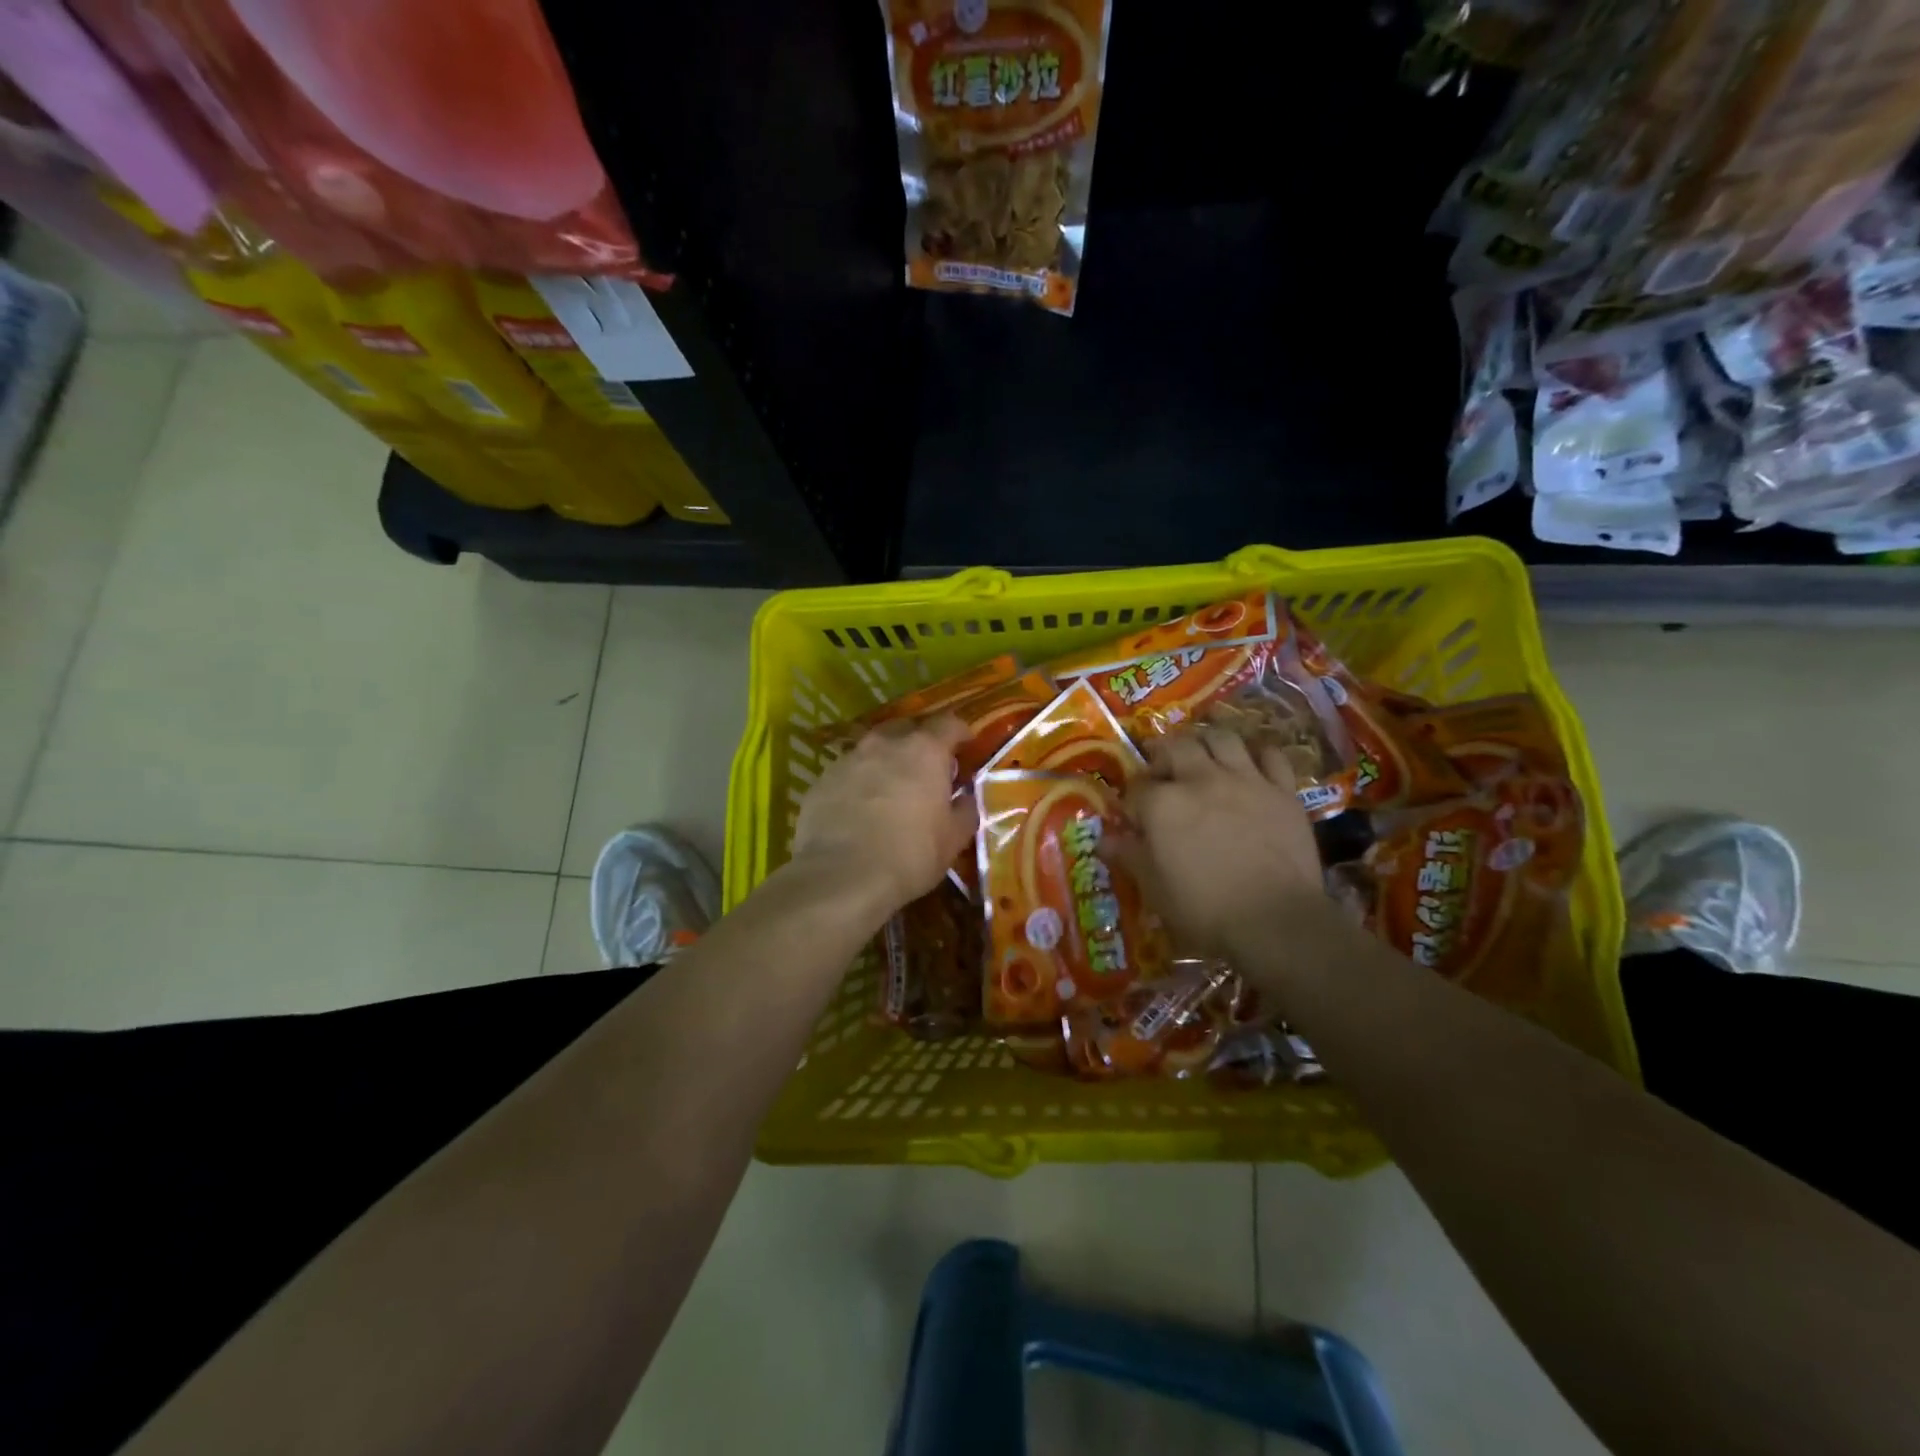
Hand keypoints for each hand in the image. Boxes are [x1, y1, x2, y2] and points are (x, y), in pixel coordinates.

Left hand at [789, 714, 977, 918]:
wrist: (841, 876)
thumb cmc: (910, 854)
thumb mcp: (953, 839)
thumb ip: (964, 810)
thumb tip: (964, 798)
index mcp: (924, 751)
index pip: (948, 724)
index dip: (960, 733)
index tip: (966, 745)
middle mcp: (885, 744)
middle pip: (906, 729)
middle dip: (919, 743)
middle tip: (927, 769)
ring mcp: (848, 759)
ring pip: (873, 750)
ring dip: (886, 762)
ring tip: (890, 789)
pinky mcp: (821, 780)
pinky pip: (847, 773)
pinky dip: (858, 783)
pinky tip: (859, 809)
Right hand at [1118, 726, 1323, 956]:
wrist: (1276, 920)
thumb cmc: (1204, 909)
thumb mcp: (1154, 888)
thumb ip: (1129, 856)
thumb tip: (1105, 839)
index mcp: (1163, 803)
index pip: (1137, 788)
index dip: (1132, 799)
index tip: (1133, 814)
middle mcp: (1201, 779)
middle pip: (1176, 747)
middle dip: (1163, 754)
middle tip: (1161, 768)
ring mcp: (1246, 780)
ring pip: (1223, 738)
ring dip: (1207, 741)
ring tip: (1202, 752)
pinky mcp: (1283, 791)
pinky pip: (1272, 756)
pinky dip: (1259, 755)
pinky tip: (1252, 764)